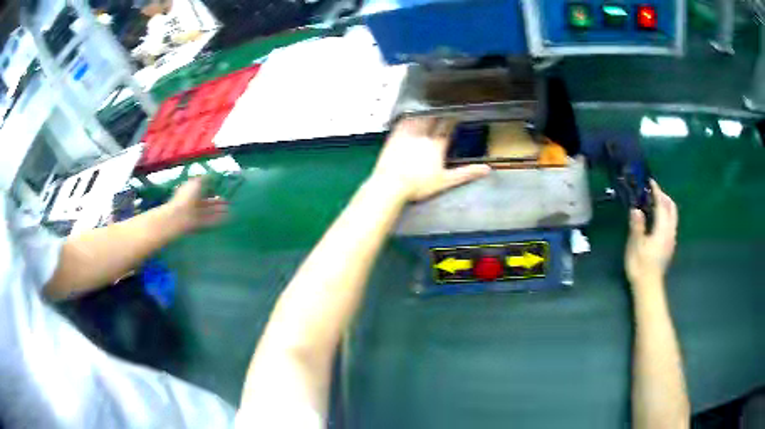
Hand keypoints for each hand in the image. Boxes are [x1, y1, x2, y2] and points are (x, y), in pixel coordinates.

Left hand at [165, 177, 227, 233]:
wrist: (180, 215)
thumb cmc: (187, 196)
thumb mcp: (196, 183)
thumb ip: (204, 179)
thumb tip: (210, 175)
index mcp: (191, 192)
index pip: (202, 191)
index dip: (211, 190)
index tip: (221, 190)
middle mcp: (194, 203)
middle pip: (207, 203)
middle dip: (217, 203)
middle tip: (228, 202)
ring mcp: (196, 214)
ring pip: (209, 212)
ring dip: (219, 211)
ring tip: (230, 210)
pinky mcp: (199, 224)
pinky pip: (210, 221)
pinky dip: (218, 219)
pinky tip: (227, 218)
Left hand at [371, 117, 490, 201]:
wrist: (391, 184)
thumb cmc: (419, 185)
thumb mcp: (445, 181)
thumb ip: (466, 173)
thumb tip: (487, 169)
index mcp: (436, 145)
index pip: (447, 127)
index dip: (453, 118)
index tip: (458, 111)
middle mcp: (423, 135)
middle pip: (434, 118)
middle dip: (440, 112)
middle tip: (445, 105)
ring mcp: (407, 134)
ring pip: (419, 117)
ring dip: (426, 111)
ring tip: (430, 105)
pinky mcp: (394, 135)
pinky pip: (403, 121)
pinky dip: (409, 115)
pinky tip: (411, 113)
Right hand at [625, 180, 677, 286]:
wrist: (648, 287)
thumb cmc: (640, 266)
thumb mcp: (635, 246)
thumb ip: (637, 226)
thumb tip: (636, 209)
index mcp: (662, 230)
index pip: (662, 205)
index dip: (657, 192)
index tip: (650, 182)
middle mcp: (670, 232)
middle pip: (671, 208)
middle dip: (664, 197)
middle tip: (653, 191)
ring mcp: (671, 240)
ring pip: (673, 216)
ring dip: (666, 205)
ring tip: (655, 202)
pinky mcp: (669, 246)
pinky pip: (671, 223)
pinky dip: (666, 215)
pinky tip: (658, 218)